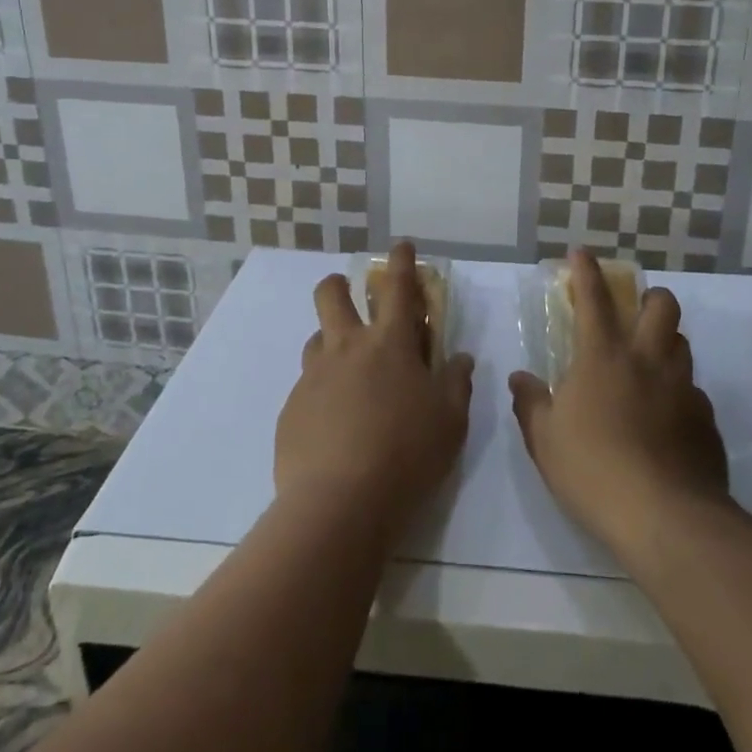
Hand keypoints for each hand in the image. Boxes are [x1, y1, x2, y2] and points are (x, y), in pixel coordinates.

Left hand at [275, 241, 475, 539]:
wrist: (338, 504)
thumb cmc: (407, 454)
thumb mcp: (450, 421)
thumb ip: (456, 383)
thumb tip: (460, 358)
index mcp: (389, 344)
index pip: (397, 287)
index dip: (401, 261)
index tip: (401, 247)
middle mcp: (346, 348)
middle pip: (332, 294)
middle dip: (339, 284)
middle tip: (351, 298)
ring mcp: (314, 377)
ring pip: (316, 339)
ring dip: (332, 342)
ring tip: (349, 373)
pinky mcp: (292, 408)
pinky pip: (308, 386)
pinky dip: (323, 390)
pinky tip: (335, 423)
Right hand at [509, 250, 730, 562]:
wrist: (665, 518)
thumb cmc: (593, 471)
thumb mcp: (545, 440)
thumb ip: (531, 403)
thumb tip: (520, 378)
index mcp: (604, 358)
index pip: (594, 299)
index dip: (587, 271)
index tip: (582, 252)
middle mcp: (648, 361)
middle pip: (662, 305)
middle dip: (649, 297)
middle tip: (635, 314)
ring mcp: (683, 389)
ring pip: (683, 344)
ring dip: (666, 343)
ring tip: (649, 367)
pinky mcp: (706, 421)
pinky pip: (694, 392)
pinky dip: (679, 395)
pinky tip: (667, 422)